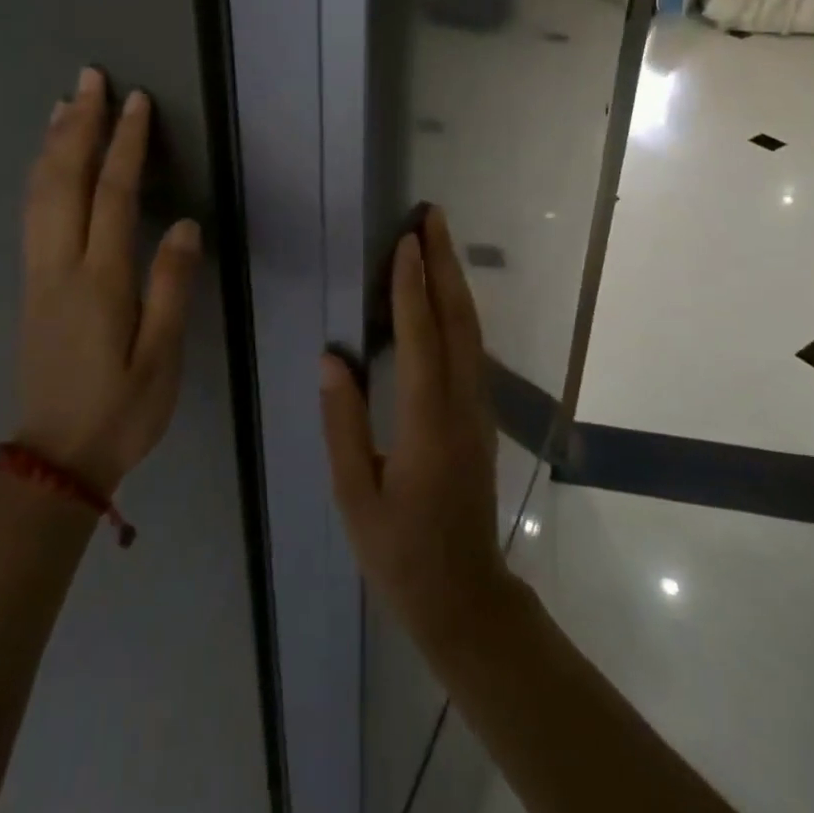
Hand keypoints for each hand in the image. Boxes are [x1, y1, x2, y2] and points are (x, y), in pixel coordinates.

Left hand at [16, 67, 201, 493]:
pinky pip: (31, 213)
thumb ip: (172, 287)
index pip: (113, 195)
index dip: (125, 145)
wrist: (53, 460)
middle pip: (64, 180)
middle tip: (90, 79)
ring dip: (53, 143)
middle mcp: (61, 266)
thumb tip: (185, 225)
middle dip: (79, 125)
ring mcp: (39, 274)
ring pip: (39, 193)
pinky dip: (39, 175)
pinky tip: (47, 162)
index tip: (136, 102)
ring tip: (64, 103)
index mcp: (101, 281)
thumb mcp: (162, 358)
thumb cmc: (121, 411)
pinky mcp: (31, 286)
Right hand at [320, 207, 515, 649]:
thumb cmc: (400, 553)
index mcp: (427, 424)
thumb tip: (332, 357)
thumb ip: (343, 424)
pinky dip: (459, 309)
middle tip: (433, 216)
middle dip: (445, 263)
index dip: (412, 287)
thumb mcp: (356, 496)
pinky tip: (446, 294)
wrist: (465, 596)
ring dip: (455, 280)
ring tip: (438, 240)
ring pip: (471, 330)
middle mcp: (461, 405)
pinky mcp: (481, 415)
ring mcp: (478, 408)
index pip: (421, 339)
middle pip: (458, 320)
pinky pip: (471, 348)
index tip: (405, 241)